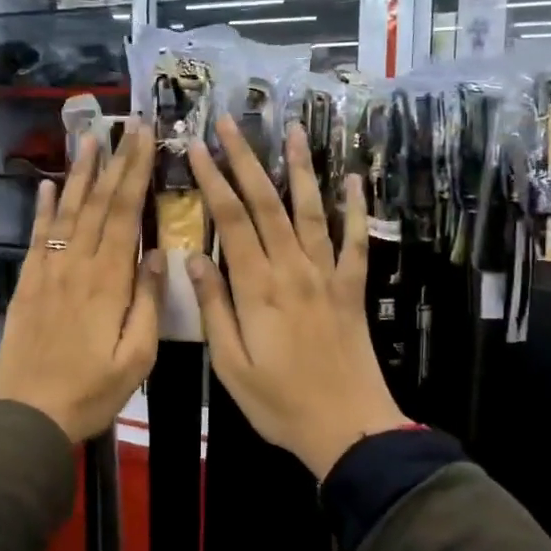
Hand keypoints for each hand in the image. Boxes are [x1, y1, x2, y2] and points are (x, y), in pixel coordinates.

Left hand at [0, 126, 164, 441]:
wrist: (26, 414)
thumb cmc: (90, 391)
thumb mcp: (136, 357)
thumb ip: (148, 303)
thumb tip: (159, 254)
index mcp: (109, 280)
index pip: (125, 212)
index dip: (136, 171)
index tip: (146, 137)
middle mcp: (78, 264)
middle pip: (99, 202)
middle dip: (115, 160)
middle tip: (127, 124)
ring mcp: (49, 271)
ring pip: (68, 211)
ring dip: (80, 172)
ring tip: (90, 137)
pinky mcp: (29, 283)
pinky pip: (38, 236)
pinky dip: (44, 208)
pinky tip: (49, 186)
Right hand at [185, 118, 408, 478]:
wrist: (347, 427)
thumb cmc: (279, 402)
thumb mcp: (230, 364)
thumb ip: (213, 307)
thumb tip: (194, 256)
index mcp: (257, 287)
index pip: (231, 219)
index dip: (214, 179)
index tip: (197, 146)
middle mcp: (293, 269)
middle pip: (267, 202)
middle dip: (246, 159)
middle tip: (230, 123)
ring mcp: (327, 275)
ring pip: (311, 210)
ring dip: (301, 168)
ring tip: (292, 131)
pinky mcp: (352, 288)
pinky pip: (355, 241)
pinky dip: (356, 208)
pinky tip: (355, 180)